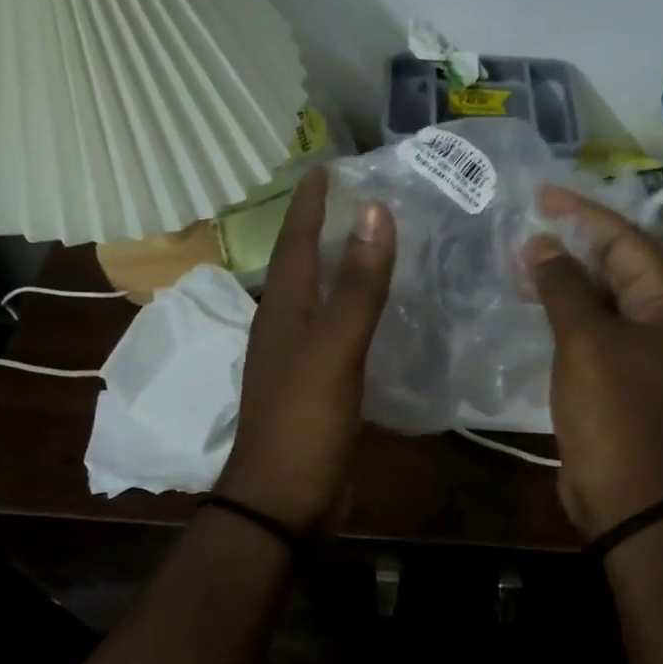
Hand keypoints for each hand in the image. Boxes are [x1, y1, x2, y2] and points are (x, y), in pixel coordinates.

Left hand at [214, 167, 395, 532]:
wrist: (282, 499)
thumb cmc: (304, 421)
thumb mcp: (334, 349)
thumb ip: (357, 286)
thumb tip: (375, 212)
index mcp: (282, 308)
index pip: (297, 239)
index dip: (312, 202)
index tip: (330, 165)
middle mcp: (285, 323)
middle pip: (305, 262)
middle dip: (327, 225)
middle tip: (363, 196)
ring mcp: (299, 355)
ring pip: (321, 295)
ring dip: (342, 265)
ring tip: (375, 241)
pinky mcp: (317, 382)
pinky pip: (336, 328)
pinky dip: (355, 307)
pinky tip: (380, 310)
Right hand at [524, 186, 662, 539]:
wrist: (626, 491)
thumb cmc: (612, 409)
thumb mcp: (585, 339)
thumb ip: (563, 286)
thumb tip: (541, 244)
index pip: (627, 240)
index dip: (584, 215)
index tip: (542, 196)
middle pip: (620, 263)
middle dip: (576, 242)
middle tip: (530, 221)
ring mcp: (646, 347)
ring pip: (606, 294)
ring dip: (569, 275)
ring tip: (525, 256)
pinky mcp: (624, 370)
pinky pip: (597, 323)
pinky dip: (569, 307)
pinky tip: (538, 299)